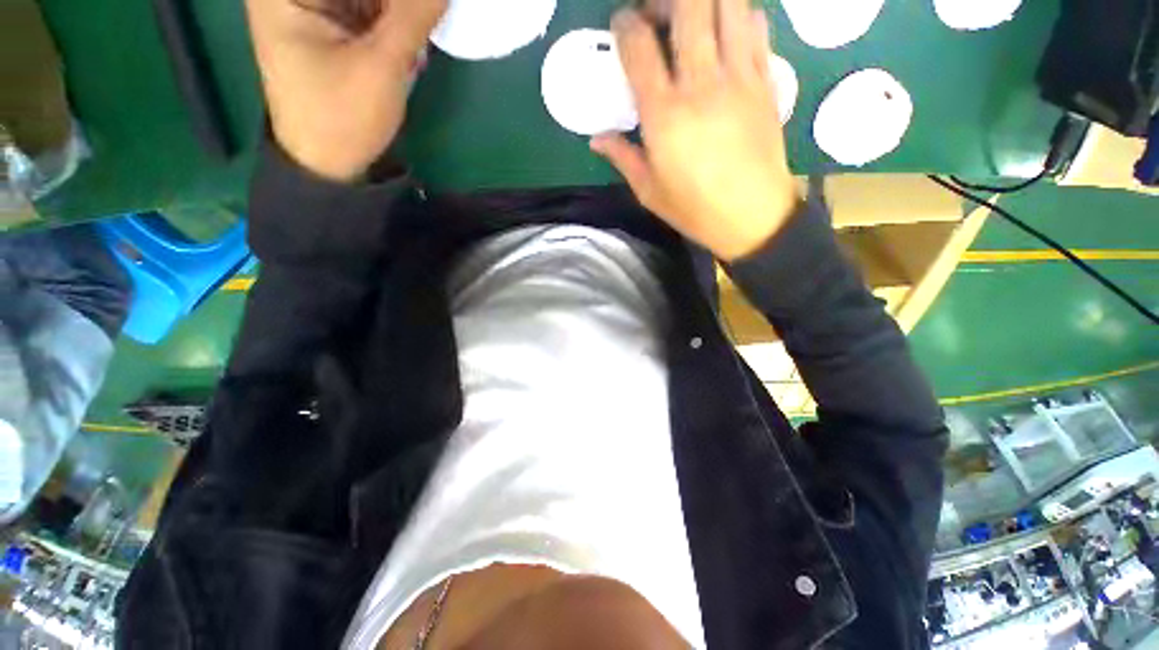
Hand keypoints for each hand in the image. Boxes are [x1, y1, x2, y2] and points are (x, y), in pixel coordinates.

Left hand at [245, 0, 446, 180]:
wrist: (328, 163)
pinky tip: (407, 46)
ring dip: (398, 12)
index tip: (416, 13)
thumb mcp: (380, 65)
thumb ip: (412, 16)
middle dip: (397, 5)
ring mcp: (313, 7)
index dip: (396, 1)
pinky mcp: (330, 25)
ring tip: (410, 47)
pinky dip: (393, 21)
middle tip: (420, 25)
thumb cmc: (342, 117)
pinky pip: (369, 10)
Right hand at [590, 0, 800, 260]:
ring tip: (691, 18)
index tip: (622, 27)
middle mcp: (701, 84)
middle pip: (687, 5)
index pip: (639, 45)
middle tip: (656, 14)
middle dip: (664, 0)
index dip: (625, 24)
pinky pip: (756, 25)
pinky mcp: (766, 80)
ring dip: (704, 1)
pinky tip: (725, 32)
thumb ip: (622, 157)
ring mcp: (739, 77)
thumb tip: (596, 138)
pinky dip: (738, 15)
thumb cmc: (695, 209)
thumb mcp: (649, 192)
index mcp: (664, 115)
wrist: (754, 217)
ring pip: (727, 4)